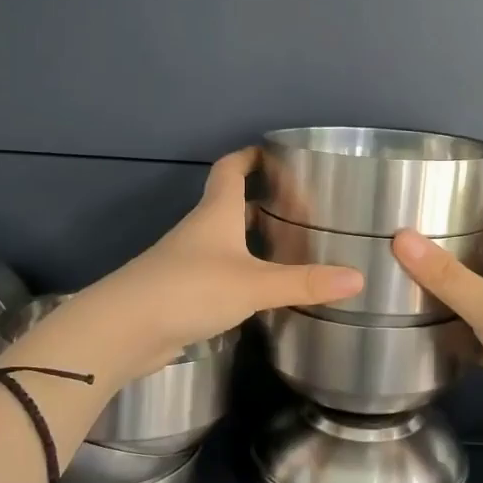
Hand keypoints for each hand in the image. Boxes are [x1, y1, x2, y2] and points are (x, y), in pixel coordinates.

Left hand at [68, 149, 363, 380]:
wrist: (123, 330)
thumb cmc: (189, 290)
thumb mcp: (253, 285)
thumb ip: (303, 283)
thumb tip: (358, 278)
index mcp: (215, 214)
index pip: (230, 169)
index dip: (250, 156)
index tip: (275, 152)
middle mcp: (200, 232)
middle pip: (229, 205)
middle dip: (260, 202)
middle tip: (299, 207)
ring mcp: (187, 263)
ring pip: (225, 242)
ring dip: (252, 241)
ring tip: (290, 248)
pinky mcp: (182, 294)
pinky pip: (219, 274)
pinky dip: (241, 274)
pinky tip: (262, 291)